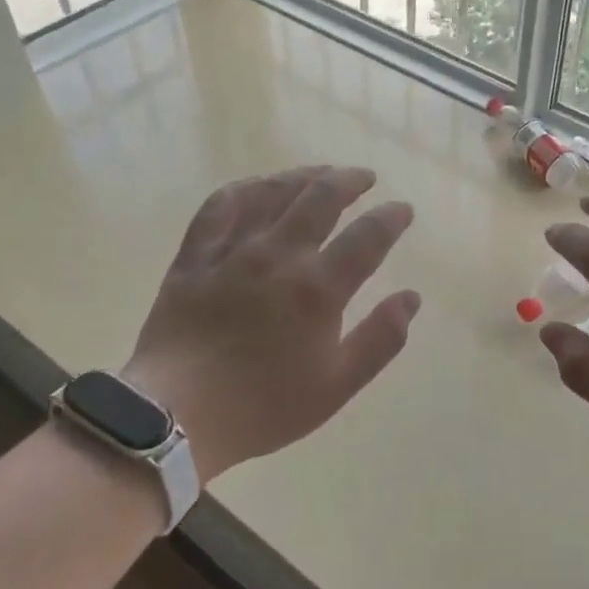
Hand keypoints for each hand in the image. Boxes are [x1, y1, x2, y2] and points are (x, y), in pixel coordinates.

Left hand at [122, 166, 418, 481]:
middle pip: (321, 198)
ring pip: (273, 193)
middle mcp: (279, 256)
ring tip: (321, 173)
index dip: (391, 217)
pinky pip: (219, 207)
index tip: (403, 209)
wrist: (176, 415)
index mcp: (319, 288)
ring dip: (303, 175)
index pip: (368, 236)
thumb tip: (411, 297)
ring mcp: (233, 251)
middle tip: (365, 178)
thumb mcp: (337, 386)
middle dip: (350, 181)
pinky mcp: (195, 256)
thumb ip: (380, 339)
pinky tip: (256, 186)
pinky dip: (242, 189)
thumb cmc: (264, 406)